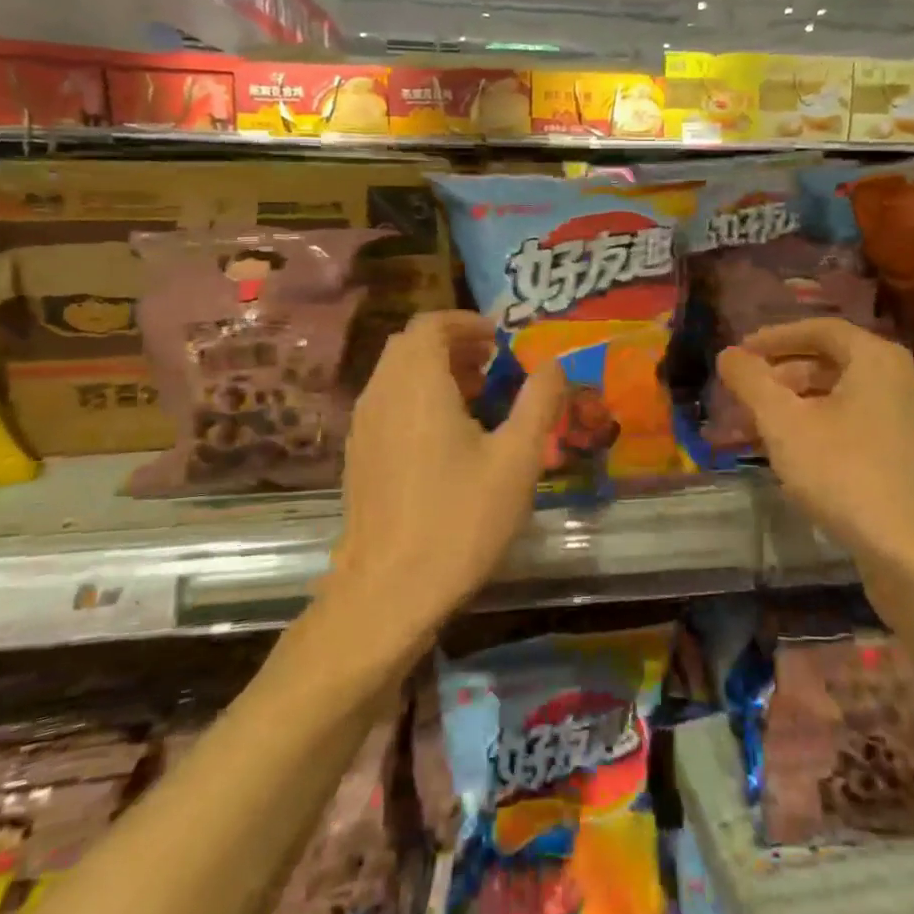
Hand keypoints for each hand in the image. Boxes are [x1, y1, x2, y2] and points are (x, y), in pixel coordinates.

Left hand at [322, 311, 565, 653]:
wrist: (387, 592)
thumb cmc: (459, 519)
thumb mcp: (517, 459)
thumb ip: (539, 402)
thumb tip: (555, 363)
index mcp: (418, 384)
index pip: (431, 324)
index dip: (467, 322)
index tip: (500, 339)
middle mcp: (382, 394)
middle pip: (410, 345)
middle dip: (453, 344)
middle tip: (493, 365)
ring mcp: (363, 426)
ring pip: (396, 374)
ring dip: (434, 371)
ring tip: (477, 399)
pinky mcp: (358, 456)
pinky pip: (387, 403)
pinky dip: (416, 398)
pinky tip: (446, 439)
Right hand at [716, 319, 913, 576]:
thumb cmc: (844, 473)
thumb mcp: (784, 423)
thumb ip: (751, 381)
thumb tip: (727, 354)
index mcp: (876, 359)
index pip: (820, 329)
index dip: (774, 338)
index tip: (740, 353)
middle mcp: (898, 379)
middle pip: (831, 362)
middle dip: (781, 375)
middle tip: (744, 392)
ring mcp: (907, 418)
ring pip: (841, 396)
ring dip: (796, 404)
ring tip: (757, 425)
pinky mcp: (907, 454)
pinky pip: (855, 422)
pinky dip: (820, 426)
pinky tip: (792, 453)